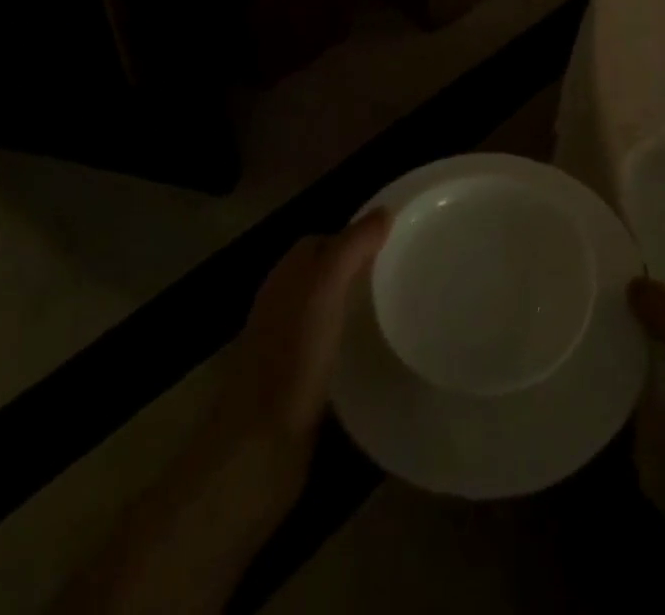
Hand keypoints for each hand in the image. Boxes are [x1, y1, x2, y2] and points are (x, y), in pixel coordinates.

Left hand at [218, 210, 391, 481]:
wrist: (257, 454)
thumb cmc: (291, 362)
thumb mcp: (324, 291)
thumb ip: (352, 247)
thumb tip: (385, 211)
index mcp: (285, 278)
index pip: (324, 240)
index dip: (357, 234)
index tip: (398, 239)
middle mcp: (284, 306)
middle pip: (328, 273)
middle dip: (363, 268)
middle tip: (407, 271)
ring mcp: (290, 347)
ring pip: (331, 310)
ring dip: (361, 306)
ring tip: (403, 307)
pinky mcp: (301, 385)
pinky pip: (334, 346)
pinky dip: (356, 341)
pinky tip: (380, 351)